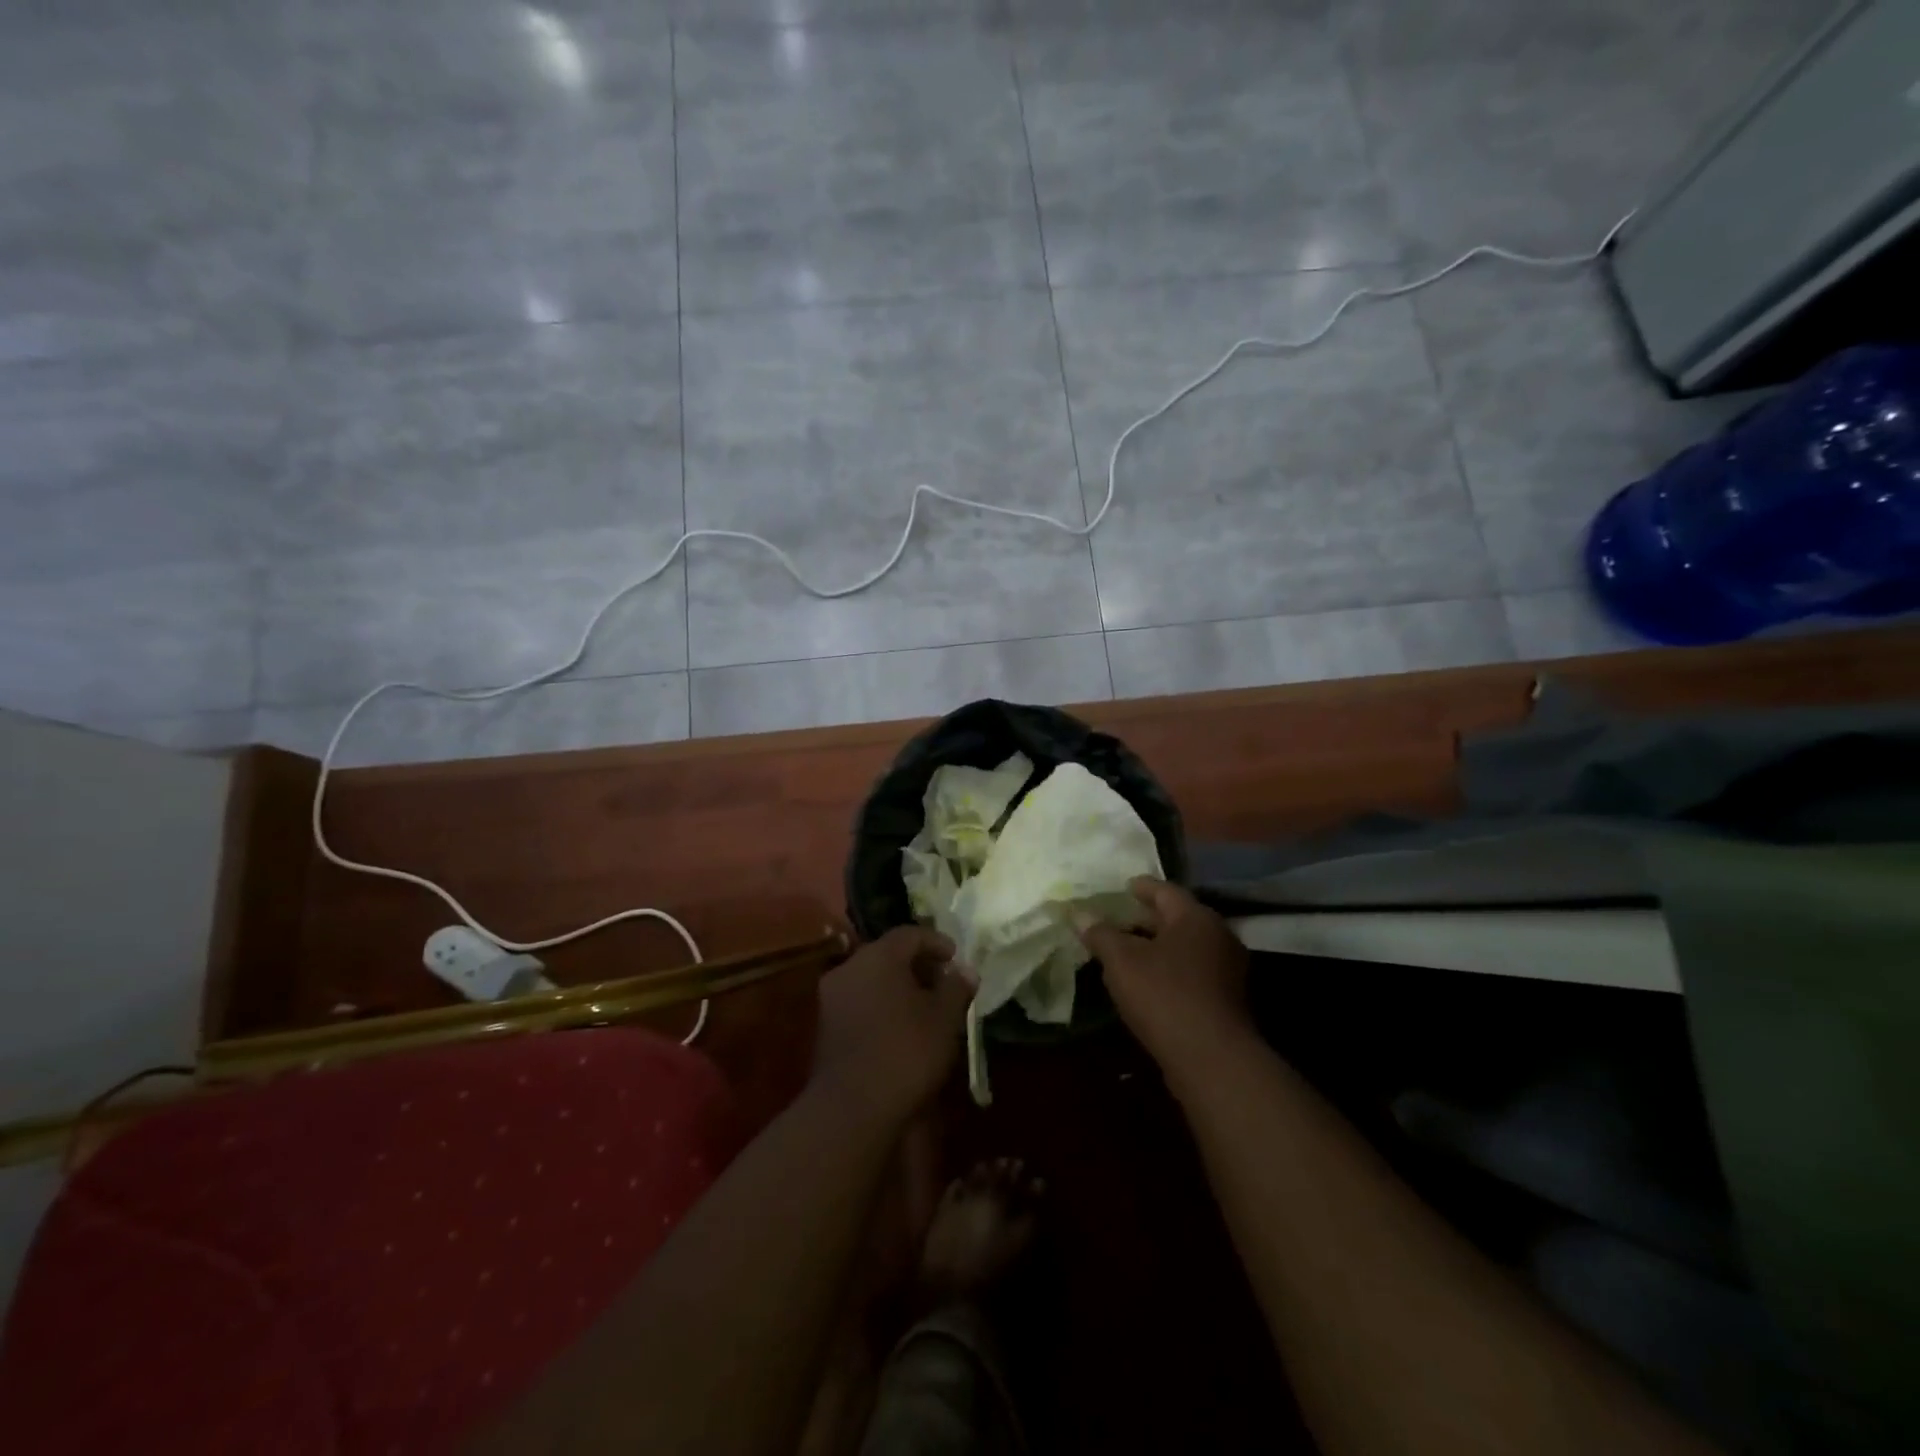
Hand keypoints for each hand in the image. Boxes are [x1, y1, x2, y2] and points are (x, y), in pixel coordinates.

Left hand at [810, 927, 975, 1126]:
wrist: (851, 1108)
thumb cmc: (905, 1052)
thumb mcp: (944, 1019)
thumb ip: (956, 988)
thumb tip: (965, 970)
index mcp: (878, 956)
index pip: (910, 934)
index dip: (937, 943)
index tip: (956, 959)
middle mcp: (850, 967)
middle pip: (888, 954)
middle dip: (918, 966)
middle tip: (943, 983)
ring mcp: (832, 997)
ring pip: (872, 979)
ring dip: (899, 987)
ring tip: (925, 1009)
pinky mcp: (825, 1027)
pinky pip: (860, 1002)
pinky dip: (882, 1006)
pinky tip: (900, 1029)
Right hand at [1078, 879, 1250, 1086]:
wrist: (1212, 1060)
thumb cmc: (1164, 996)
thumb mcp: (1122, 961)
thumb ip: (1100, 934)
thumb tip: (1079, 913)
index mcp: (1196, 917)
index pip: (1165, 890)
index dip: (1140, 888)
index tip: (1123, 887)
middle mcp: (1218, 936)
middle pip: (1177, 918)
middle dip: (1146, 918)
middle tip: (1118, 918)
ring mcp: (1227, 969)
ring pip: (1185, 947)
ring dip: (1157, 946)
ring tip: (1126, 951)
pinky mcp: (1226, 1000)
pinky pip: (1192, 971)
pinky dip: (1169, 969)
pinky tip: (1147, 982)